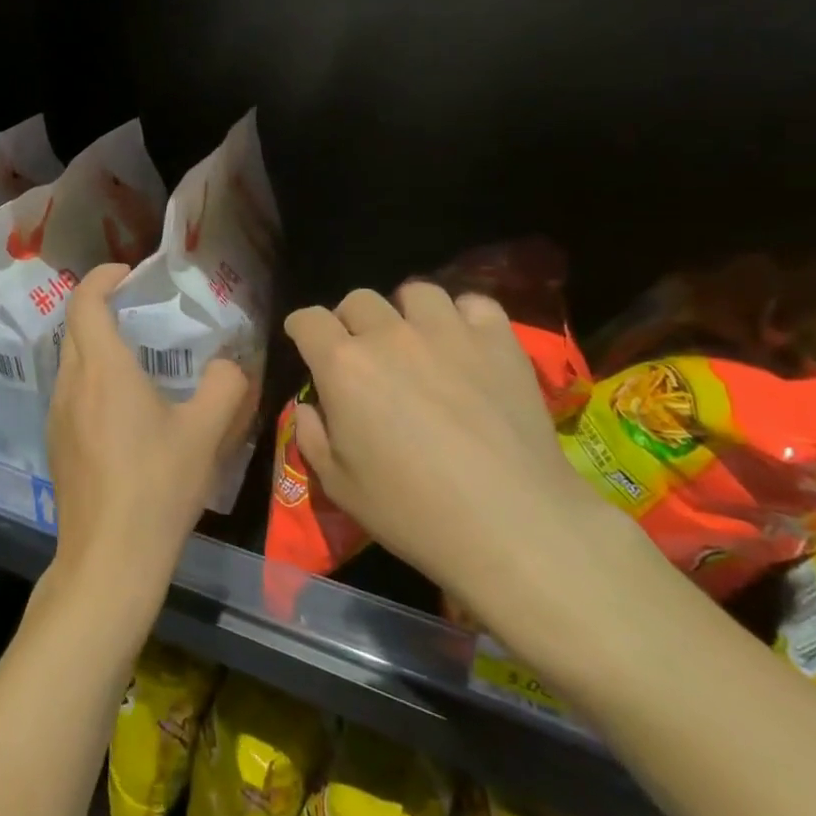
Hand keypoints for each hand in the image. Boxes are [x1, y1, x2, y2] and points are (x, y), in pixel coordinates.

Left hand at [44, 264, 250, 614]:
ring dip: (95, 345)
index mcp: (102, 368)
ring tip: (136, 357)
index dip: (102, 277)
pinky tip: (123, 408)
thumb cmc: (157, 486)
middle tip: (139, 310)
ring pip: (70, 360)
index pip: (85, 301)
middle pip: (74, 327)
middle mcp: (70, 383)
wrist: (109, 558)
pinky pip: (70, 391)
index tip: (129, 274)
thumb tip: (229, 364)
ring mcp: (57, 415)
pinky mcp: (56, 444)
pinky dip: (91, 378)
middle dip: (100, 307)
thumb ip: (226, 386)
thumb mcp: (205, 433)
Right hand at [283, 284, 665, 677]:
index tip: (305, 341)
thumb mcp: (339, 486)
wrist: (513, 524)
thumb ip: (311, 436)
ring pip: (415, 291)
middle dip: (350, 321)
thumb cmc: (414, 512)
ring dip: (406, 312)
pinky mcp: (498, 340)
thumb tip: (309, 407)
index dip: (302, 328)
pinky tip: (465, 342)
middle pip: (358, 300)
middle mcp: (390, 335)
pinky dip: (463, 316)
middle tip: (363, 352)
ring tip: (416, 339)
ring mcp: (447, 331)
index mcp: (343, 366)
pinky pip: (473, 303)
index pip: (308, 320)